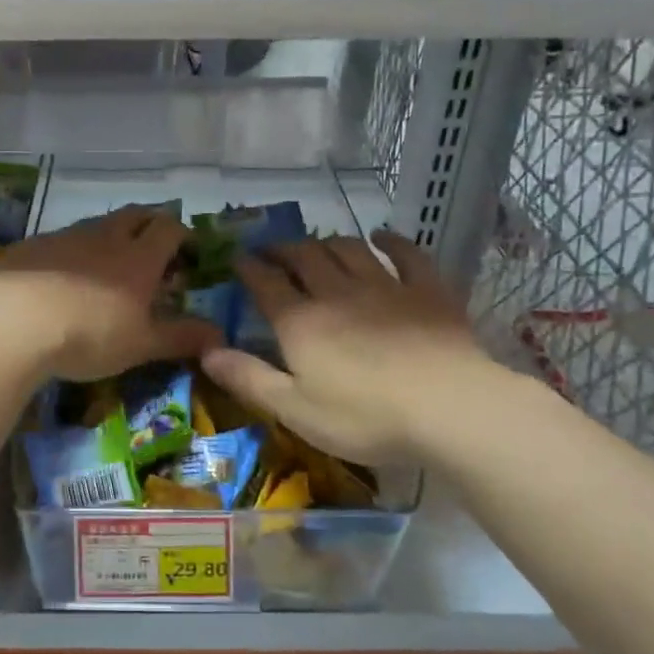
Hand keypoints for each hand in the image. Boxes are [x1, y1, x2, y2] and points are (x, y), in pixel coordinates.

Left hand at [0, 207, 221, 381]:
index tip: (188, 254)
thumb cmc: (89, 335)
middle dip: (149, 225)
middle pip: (135, 215)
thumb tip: (221, 334)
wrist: (13, 324)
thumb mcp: (141, 344)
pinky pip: (61, 240)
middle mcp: (105, 237)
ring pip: (96, 225)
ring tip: (107, 266)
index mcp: (139, 257)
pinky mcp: (32, 246)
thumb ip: (181, 337)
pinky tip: (61, 277)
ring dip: (110, 237)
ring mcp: (65, 237)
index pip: (170, 229)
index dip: (183, 236)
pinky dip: (72, 251)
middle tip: (152, 250)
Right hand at [200, 230, 497, 463]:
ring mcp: (385, 287)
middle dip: (284, 249)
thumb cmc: (364, 416)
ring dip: (328, 242)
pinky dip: (392, 241)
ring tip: (318, 244)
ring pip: (349, 250)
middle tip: (273, 251)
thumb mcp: (294, 409)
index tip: (238, 259)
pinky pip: (406, 254)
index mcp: (300, 321)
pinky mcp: (426, 291)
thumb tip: (205, 350)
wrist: (447, 408)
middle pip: (305, 257)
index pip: (266, 283)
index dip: (249, 268)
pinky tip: (382, 237)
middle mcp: (337, 293)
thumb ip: (248, 378)